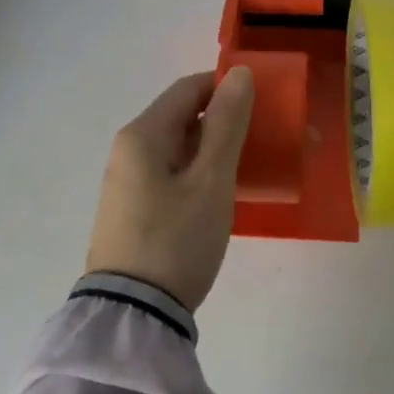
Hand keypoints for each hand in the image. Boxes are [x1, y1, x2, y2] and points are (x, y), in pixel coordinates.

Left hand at [84, 67, 255, 310]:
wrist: (132, 319)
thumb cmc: (176, 240)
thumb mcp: (211, 180)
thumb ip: (227, 124)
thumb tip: (239, 74)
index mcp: (143, 134)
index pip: (189, 89)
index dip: (227, 88)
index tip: (264, 104)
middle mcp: (129, 150)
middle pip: (183, 117)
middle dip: (226, 122)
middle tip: (266, 140)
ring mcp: (127, 182)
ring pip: (179, 148)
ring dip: (215, 150)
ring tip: (252, 168)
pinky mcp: (132, 210)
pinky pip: (171, 174)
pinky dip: (199, 173)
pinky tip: (223, 194)